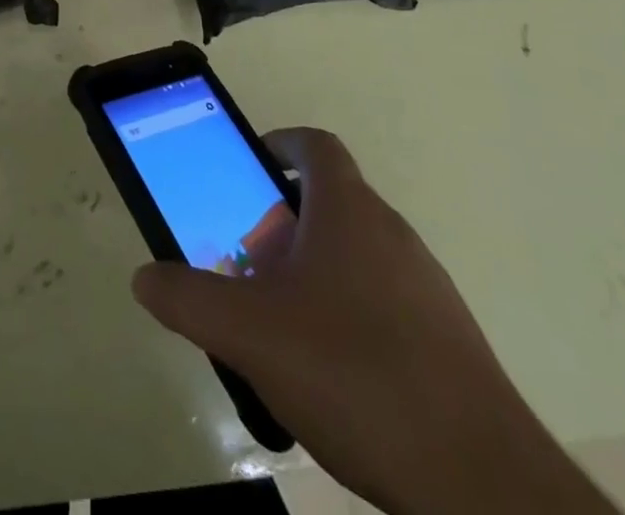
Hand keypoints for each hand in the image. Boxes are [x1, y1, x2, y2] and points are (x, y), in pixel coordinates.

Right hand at [131, 128, 615, 514]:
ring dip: (314, 271)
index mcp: (349, 210)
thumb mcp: (249, 334)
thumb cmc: (353, 373)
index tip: (249, 169)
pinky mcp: (448, 341)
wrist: (480, 483)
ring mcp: (427, 287)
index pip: (315, 145)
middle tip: (247, 260)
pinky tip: (329, 375)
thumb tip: (144, 278)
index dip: (280, 144)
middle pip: (331, 201)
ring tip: (279, 322)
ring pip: (357, 255)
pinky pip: (384, 303)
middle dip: (282, 221)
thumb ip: (189, 300)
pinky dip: (349, 315)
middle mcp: (392, 233)